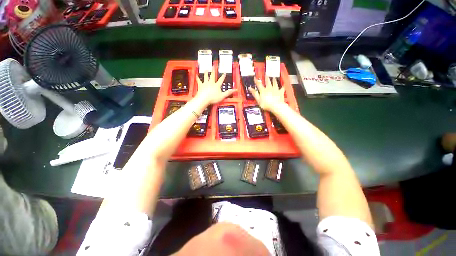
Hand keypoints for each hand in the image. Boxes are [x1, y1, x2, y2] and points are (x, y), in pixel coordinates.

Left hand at [196, 70, 235, 104]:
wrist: (204, 98)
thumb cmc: (213, 98)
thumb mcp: (222, 96)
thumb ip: (228, 92)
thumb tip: (235, 90)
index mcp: (216, 85)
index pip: (221, 80)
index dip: (223, 76)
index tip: (224, 73)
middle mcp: (211, 83)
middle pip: (212, 76)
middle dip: (213, 71)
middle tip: (213, 66)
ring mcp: (205, 84)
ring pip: (206, 76)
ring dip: (206, 73)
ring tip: (206, 69)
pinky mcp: (200, 86)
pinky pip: (199, 81)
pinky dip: (198, 78)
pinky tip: (196, 75)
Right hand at [249, 77, 284, 111]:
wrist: (276, 106)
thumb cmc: (266, 104)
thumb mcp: (258, 100)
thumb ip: (254, 93)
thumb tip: (250, 88)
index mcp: (263, 90)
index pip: (259, 84)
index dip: (256, 81)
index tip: (255, 77)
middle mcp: (269, 88)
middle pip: (268, 82)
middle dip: (266, 77)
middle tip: (266, 74)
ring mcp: (275, 90)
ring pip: (275, 83)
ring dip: (274, 80)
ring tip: (274, 77)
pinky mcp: (280, 92)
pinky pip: (282, 89)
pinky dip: (282, 87)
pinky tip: (283, 86)